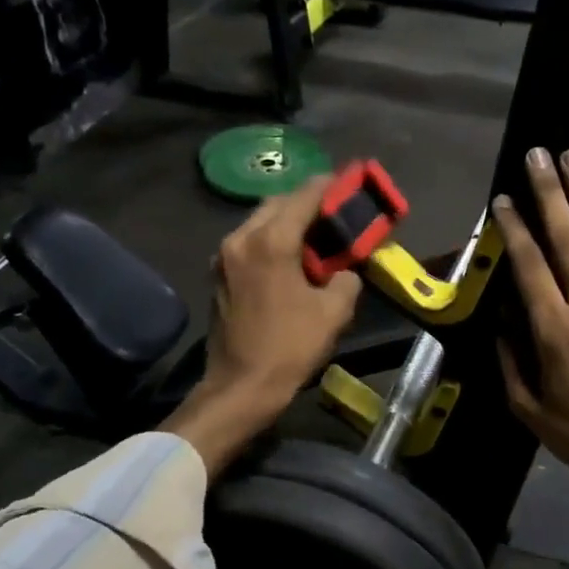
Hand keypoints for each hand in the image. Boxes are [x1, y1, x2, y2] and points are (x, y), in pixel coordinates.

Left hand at [162, 178, 362, 478]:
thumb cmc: (289, 347)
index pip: (305, 196)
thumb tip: (345, 270)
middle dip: (307, 201)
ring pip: (260, 220)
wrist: (240, 386)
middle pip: (278, 202)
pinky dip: (272, 238)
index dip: (330, 186)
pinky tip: (290, 255)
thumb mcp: (333, 312)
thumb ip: (346, 279)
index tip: (350, 182)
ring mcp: (224, 255)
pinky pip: (250, 241)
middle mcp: (241, 238)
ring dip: (288, 220)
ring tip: (316, 233)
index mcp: (271, 241)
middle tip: (335, 210)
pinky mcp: (219, 273)